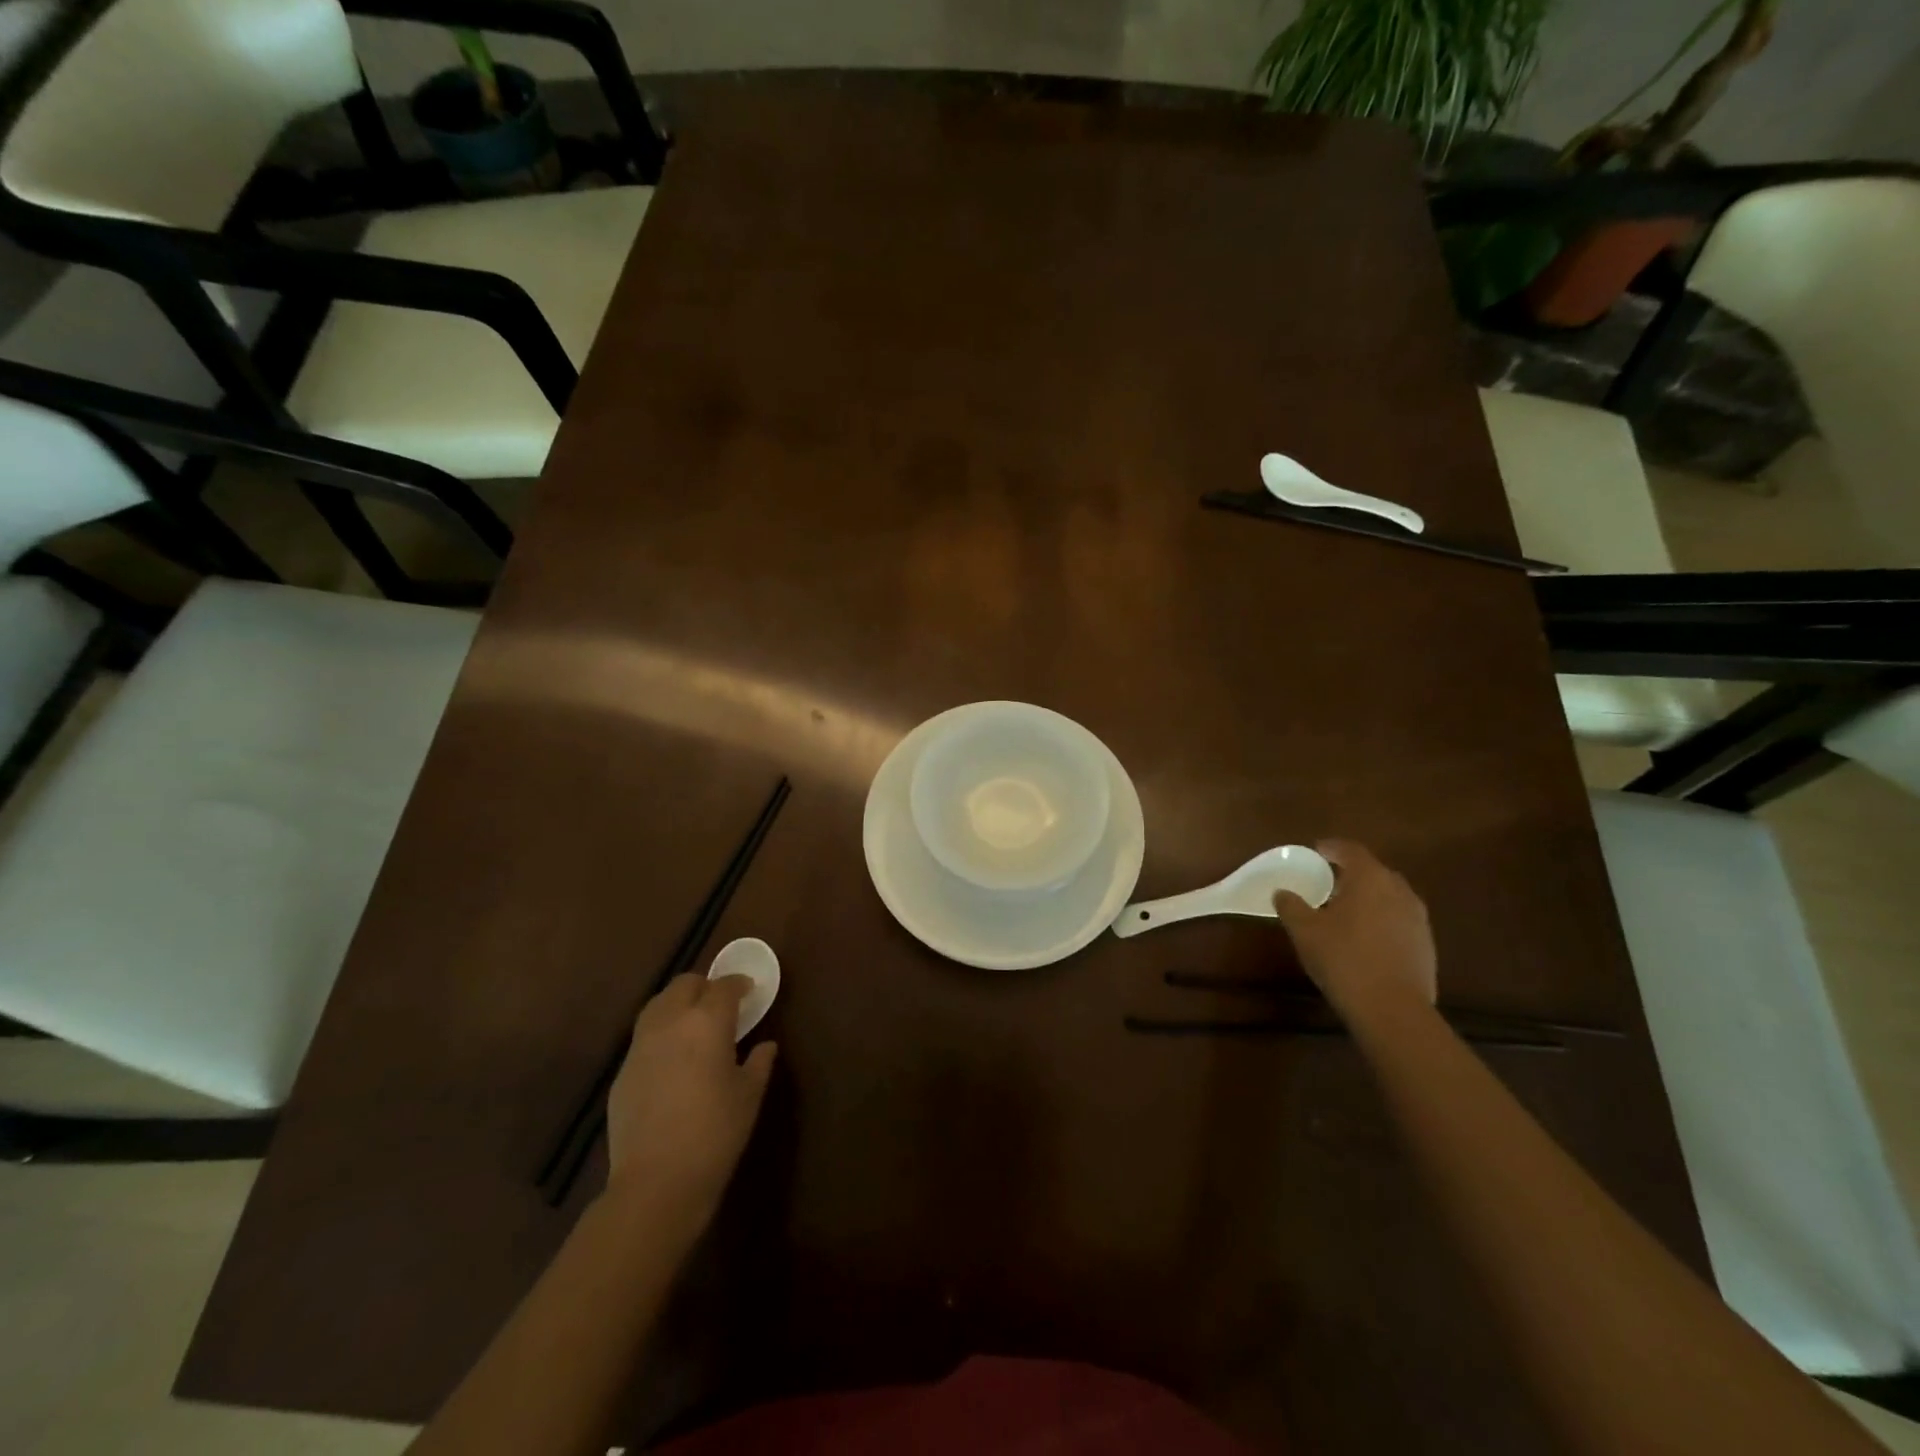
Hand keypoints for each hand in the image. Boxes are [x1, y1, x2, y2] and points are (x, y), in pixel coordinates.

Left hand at [604, 974, 775, 1240]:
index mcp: (707, 1021)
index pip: (724, 986)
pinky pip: (644, 1036)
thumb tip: (765, 1046)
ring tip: (694, 1024)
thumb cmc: (715, 1133)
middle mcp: (671, 1022)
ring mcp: (640, 1045)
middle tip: (721, 1004)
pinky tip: (673, 1059)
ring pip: (658, 1004)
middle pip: (684, 984)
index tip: (749, 990)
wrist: (656, 1182)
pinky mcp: (622, 1071)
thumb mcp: (749, 1096)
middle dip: (704, 986)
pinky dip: (661, 1033)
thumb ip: (759, 1063)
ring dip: (678, 1004)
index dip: (738, 983)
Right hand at [1273, 840, 1436, 1017]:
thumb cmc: (1344, 959)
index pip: (1350, 850)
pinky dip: (1381, 920)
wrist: (1393, 1009)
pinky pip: (1399, 919)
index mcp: (1370, 878)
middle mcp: (1399, 890)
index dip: (1331, 847)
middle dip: (1351, 873)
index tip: (1316, 850)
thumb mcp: (1305, 931)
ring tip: (1345, 911)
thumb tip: (1282, 892)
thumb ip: (1291, 906)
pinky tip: (1365, 938)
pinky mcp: (1426, 944)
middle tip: (1328, 882)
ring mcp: (1417, 918)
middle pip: (1373, 871)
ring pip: (1389, 896)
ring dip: (1368, 897)